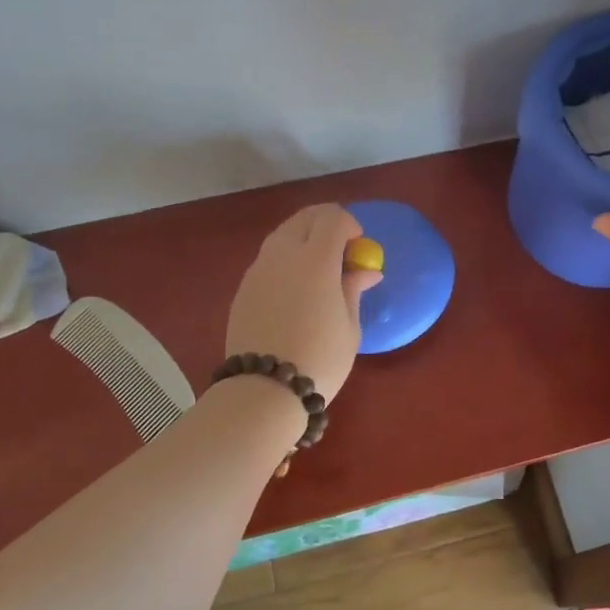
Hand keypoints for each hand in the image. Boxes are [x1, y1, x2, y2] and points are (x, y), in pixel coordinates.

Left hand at [226, 204, 382, 404]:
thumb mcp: (349, 326)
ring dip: (303, 238)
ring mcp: (258, 269)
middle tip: (340, 248)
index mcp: (315, 259)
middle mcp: (283, 254)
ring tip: (317, 269)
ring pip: (282, 234)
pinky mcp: (243, 287)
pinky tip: (293, 288)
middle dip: (325, 223)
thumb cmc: (320, 359)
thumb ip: (353, 289)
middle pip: (304, 218)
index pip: (332, 217)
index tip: (358, 246)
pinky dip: (285, 258)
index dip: (349, 224)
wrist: (263, 391)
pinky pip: (268, 258)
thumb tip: (366, 270)